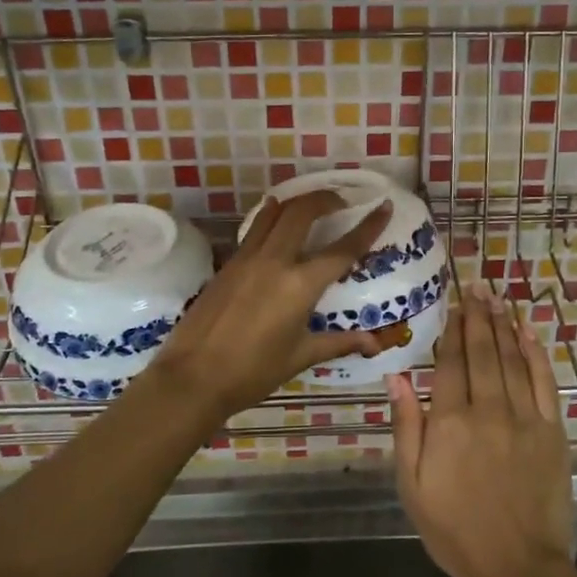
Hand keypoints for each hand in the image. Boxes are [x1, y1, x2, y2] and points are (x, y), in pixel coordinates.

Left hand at [151, 190, 393, 423]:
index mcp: (300, 286)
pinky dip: (271, 217)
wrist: (193, 377)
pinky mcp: (228, 264)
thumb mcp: (300, 357)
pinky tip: (275, 221)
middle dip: (326, 198)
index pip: (343, 249)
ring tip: (311, 204)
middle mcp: (275, 262)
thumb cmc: (252, 372)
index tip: (383, 206)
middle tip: (341, 202)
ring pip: (275, 213)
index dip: (367, 226)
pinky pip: (254, 229)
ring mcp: (247, 259)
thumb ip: (339, 343)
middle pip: (303, 212)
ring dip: (297, 202)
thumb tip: (374, 343)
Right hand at [388, 282, 572, 576]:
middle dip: (478, 316)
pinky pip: (543, 382)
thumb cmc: (454, 528)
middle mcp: (488, 410)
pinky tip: (528, 333)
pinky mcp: (552, 431)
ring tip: (497, 299)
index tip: (453, 305)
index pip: (451, 363)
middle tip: (477, 286)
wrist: (516, 566)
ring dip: (504, 325)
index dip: (452, 330)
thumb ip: (405, 426)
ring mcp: (524, 418)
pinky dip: (536, 354)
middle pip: (483, 352)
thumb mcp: (412, 483)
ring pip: (512, 359)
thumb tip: (397, 376)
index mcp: (449, 422)